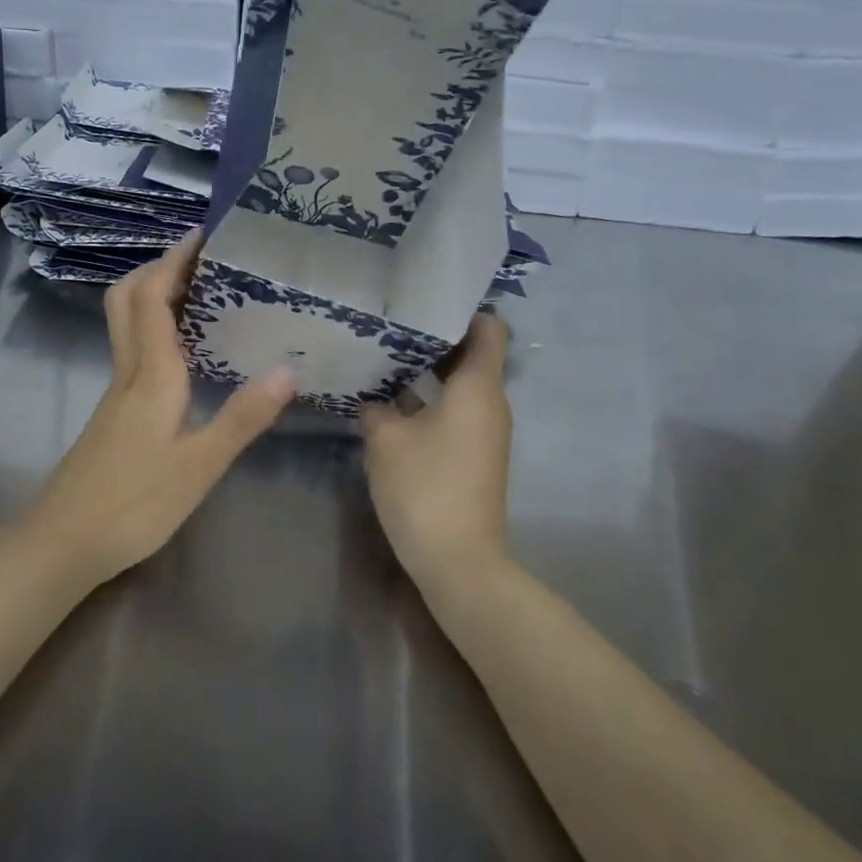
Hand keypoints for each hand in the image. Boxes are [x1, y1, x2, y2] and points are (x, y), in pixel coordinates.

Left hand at [26, 231, 295, 584]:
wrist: (64, 541)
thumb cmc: (134, 503)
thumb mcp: (199, 464)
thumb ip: (242, 416)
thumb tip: (288, 369)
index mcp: (150, 373)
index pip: (154, 297)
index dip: (174, 261)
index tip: (202, 235)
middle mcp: (128, 370)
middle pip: (128, 299)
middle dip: (158, 268)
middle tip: (200, 260)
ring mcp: (116, 391)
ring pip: (127, 323)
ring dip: (155, 295)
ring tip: (201, 293)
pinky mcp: (114, 411)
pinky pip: (133, 349)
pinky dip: (155, 328)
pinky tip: (186, 351)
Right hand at [360, 313, 512, 589]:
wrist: (459, 561)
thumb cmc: (425, 487)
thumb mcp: (386, 440)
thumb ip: (376, 408)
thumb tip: (371, 398)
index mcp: (478, 388)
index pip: (488, 330)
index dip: (463, 310)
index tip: (425, 300)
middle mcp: (490, 404)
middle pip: (470, 356)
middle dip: (433, 340)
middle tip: (391, 325)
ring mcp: (484, 433)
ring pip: (459, 386)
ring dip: (427, 372)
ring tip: (384, 357)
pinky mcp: (473, 456)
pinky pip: (455, 412)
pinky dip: (429, 401)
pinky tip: (391, 402)